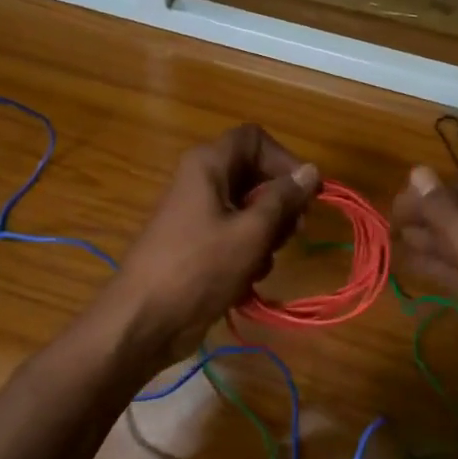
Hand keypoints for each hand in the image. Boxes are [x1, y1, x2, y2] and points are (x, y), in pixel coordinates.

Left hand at [106, 125, 318, 360]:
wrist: (146, 319)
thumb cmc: (200, 268)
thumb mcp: (251, 232)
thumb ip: (284, 199)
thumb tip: (311, 170)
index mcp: (208, 165)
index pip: (255, 139)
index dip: (285, 160)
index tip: (306, 193)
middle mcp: (202, 182)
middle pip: (255, 176)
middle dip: (279, 205)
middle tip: (292, 233)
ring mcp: (198, 215)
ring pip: (249, 211)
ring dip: (266, 237)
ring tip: (261, 263)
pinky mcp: (198, 246)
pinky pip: (235, 238)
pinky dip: (248, 255)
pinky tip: (247, 280)